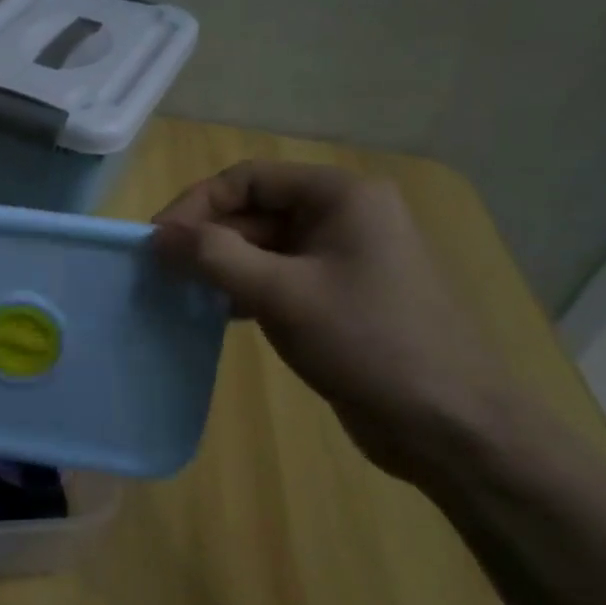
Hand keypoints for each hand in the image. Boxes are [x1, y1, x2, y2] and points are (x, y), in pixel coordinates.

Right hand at [152, 160, 516, 484]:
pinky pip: (278, 276)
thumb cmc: (367, 343)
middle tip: (161, 272)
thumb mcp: (282, 294)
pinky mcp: (338, 295)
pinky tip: (216, 312)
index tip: (157, 241)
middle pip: (254, 210)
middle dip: (207, 238)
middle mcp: (343, 215)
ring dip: (220, 265)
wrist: (449, 425)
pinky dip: (243, 287)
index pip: (248, 179)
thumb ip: (214, 257)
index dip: (197, 204)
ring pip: (262, 246)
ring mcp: (342, 257)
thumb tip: (157, 235)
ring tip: (180, 292)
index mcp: (340, 196)